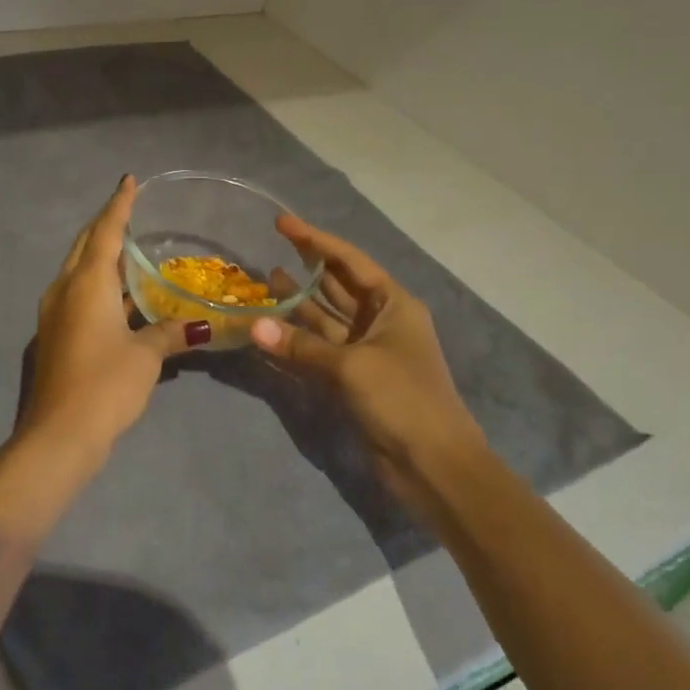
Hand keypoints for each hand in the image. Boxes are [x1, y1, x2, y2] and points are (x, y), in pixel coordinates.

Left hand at [20, 176, 207, 453]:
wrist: (58, 434)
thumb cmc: (105, 384)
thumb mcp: (145, 357)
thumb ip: (169, 333)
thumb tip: (199, 326)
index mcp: (86, 283)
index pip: (106, 231)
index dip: (119, 204)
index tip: (129, 181)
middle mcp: (65, 289)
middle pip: (86, 245)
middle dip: (105, 224)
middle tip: (129, 210)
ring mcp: (55, 312)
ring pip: (78, 270)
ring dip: (101, 255)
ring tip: (129, 248)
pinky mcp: (55, 334)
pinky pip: (77, 293)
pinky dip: (98, 284)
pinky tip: (121, 295)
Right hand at [251, 216, 482, 489]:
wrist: (434, 466)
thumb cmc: (402, 400)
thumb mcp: (352, 366)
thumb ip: (301, 345)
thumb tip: (255, 327)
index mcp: (394, 305)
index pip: (350, 261)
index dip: (315, 240)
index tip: (282, 223)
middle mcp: (381, 321)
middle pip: (338, 286)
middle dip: (306, 268)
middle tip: (269, 248)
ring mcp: (367, 351)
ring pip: (325, 318)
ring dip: (298, 303)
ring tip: (264, 282)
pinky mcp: (354, 380)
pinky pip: (319, 350)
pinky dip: (297, 341)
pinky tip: (271, 331)